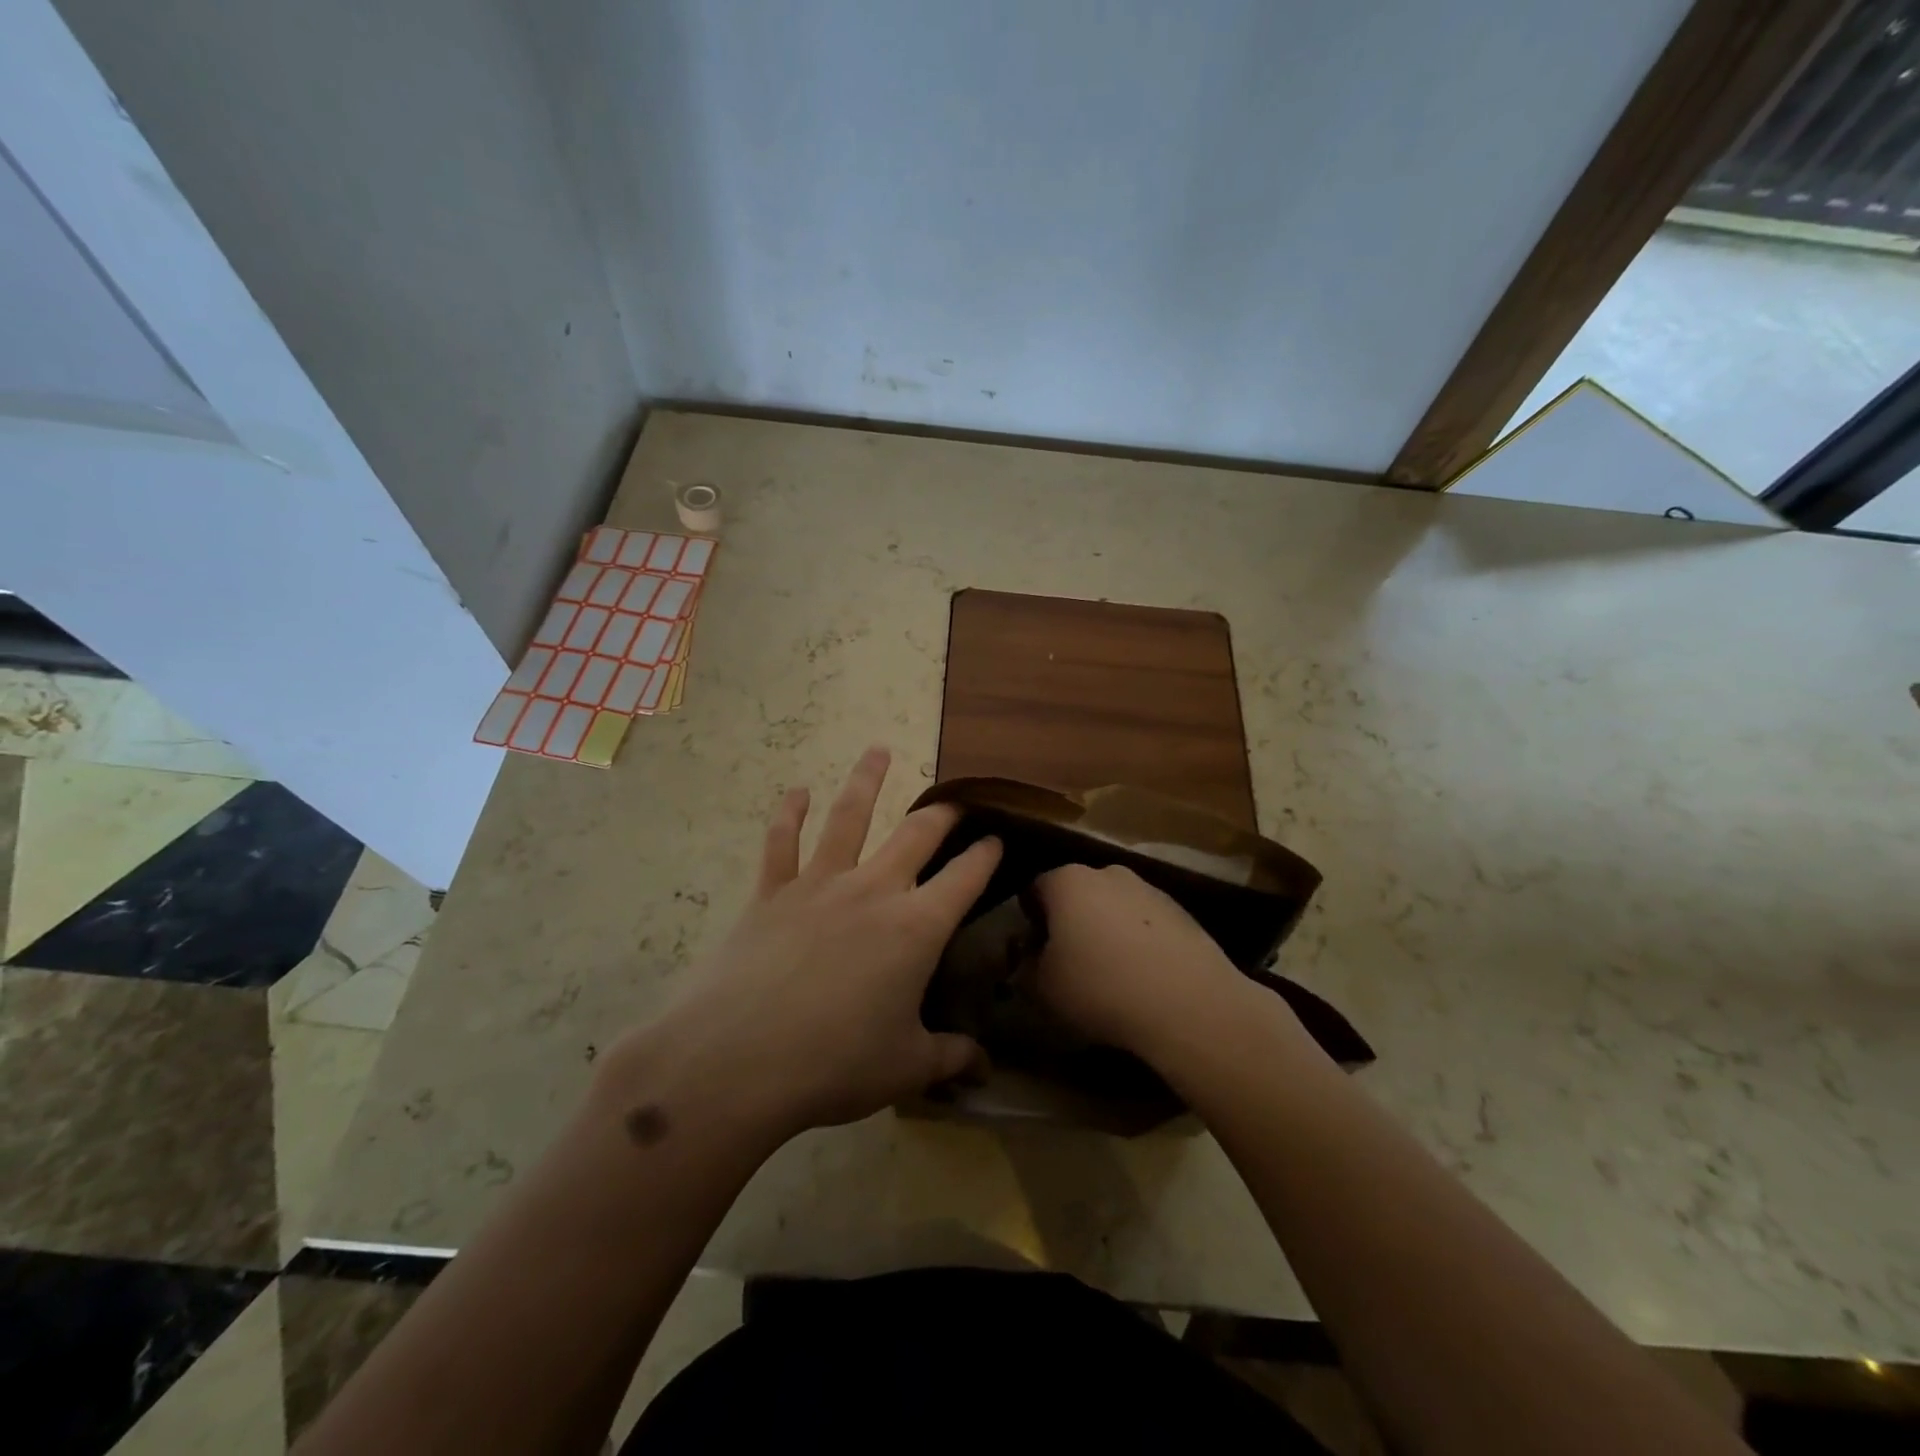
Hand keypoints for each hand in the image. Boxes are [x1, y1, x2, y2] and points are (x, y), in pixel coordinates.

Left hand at [600, 747, 1000, 1142]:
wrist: (737, 1061)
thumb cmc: (834, 1064)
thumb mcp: (905, 1067)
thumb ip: (950, 1057)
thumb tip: (983, 1066)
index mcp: (916, 927)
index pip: (966, 877)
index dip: (987, 854)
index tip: (999, 837)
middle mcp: (874, 890)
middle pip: (916, 834)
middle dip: (942, 812)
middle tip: (955, 800)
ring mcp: (819, 884)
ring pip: (848, 817)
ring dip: (865, 780)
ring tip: (877, 750)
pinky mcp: (772, 892)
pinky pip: (781, 842)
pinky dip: (788, 813)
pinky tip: (796, 792)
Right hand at [1030, 863, 1250, 1063]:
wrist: (1188, 1004)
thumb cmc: (1101, 988)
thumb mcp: (1043, 989)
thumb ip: (1026, 968)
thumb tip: (1030, 959)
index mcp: (1067, 882)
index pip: (1034, 889)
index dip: (1029, 920)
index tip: (1034, 952)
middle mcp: (1108, 872)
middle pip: (1077, 893)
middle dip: (1070, 921)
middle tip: (1069, 961)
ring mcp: (1149, 888)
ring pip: (1114, 905)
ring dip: (1106, 929)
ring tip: (1111, 973)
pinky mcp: (1181, 910)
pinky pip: (1145, 922)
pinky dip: (1138, 940)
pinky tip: (1144, 976)